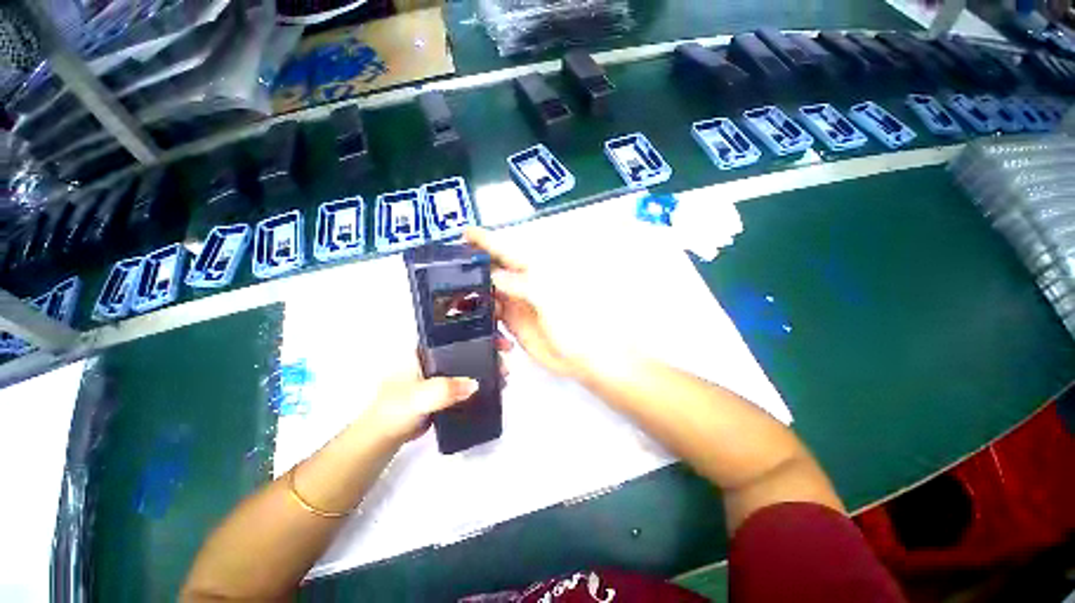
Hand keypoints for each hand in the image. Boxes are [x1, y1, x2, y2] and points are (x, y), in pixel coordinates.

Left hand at [359, 341, 512, 445]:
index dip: (478, 329)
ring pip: (472, 362)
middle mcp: (437, 356)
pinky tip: (495, 385)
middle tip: (506, 352)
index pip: (457, 332)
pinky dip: (483, 379)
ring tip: (505, 372)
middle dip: (490, 346)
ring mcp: (444, 371)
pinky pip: (470, 379)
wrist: (387, 435)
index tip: (497, 334)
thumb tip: (473, 385)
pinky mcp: (448, 387)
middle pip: (469, 344)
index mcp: (426, 349)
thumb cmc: (395, 409)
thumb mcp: (418, 397)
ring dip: (489, 363)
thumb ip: (443, 390)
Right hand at [465, 227, 593, 377]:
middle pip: (494, 269)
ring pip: (489, 290)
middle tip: (452, 263)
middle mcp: (522, 285)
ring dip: (475, 289)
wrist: (576, 356)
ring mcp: (515, 302)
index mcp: (533, 273)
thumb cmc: (570, 324)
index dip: (486, 241)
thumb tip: (495, 275)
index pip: (507, 252)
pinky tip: (475, 313)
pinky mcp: (511, 320)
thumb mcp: (548, 299)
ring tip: (457, 290)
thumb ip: (522, 285)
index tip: (466, 233)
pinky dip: (482, 310)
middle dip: (474, 263)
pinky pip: (491, 310)